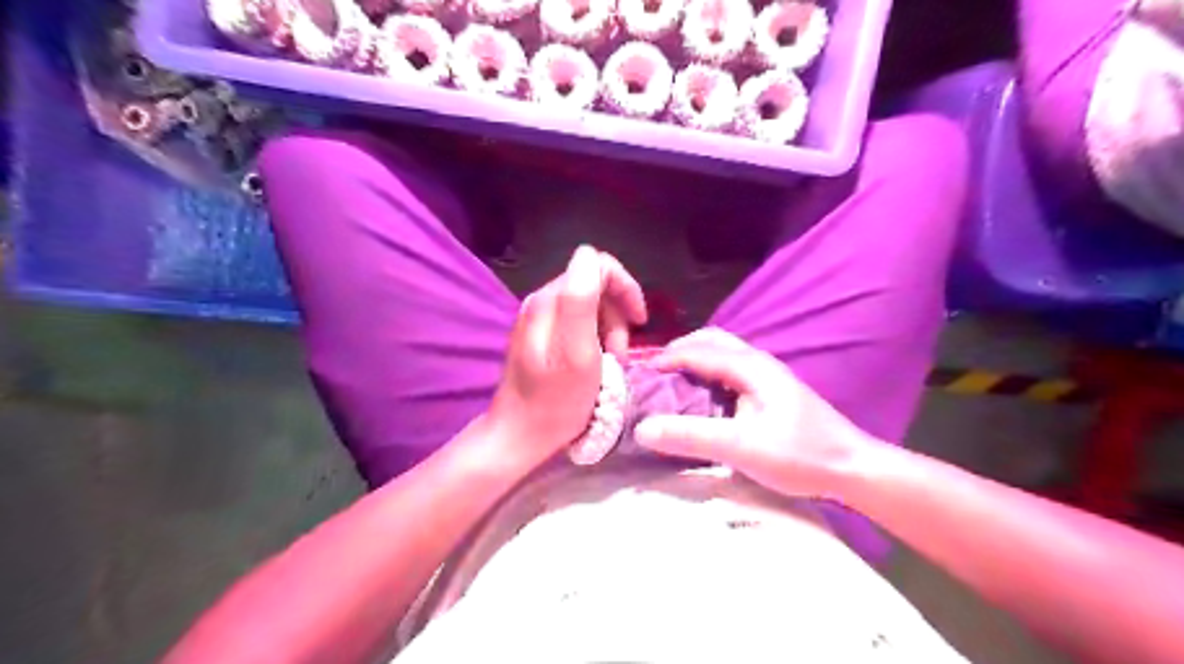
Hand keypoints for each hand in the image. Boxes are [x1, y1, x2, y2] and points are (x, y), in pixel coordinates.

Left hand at [486, 246, 646, 469]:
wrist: (520, 436)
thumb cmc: (555, 401)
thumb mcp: (577, 352)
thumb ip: (581, 300)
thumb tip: (589, 254)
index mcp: (550, 300)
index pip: (596, 265)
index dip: (625, 288)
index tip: (640, 322)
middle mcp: (542, 302)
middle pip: (594, 285)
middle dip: (618, 314)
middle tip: (620, 353)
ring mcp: (539, 319)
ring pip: (590, 306)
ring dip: (610, 330)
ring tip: (611, 363)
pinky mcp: (541, 336)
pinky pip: (579, 323)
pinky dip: (597, 339)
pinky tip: (597, 364)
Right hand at [633, 327, 872, 498]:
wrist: (852, 468)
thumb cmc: (799, 455)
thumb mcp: (740, 447)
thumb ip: (691, 436)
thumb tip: (642, 428)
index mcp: (750, 366)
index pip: (698, 350)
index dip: (666, 358)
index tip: (639, 376)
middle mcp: (758, 362)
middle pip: (711, 341)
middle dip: (680, 351)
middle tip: (655, 375)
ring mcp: (767, 376)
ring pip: (723, 354)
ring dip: (695, 361)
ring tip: (672, 384)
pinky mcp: (772, 392)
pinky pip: (731, 371)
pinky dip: (708, 374)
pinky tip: (703, 399)